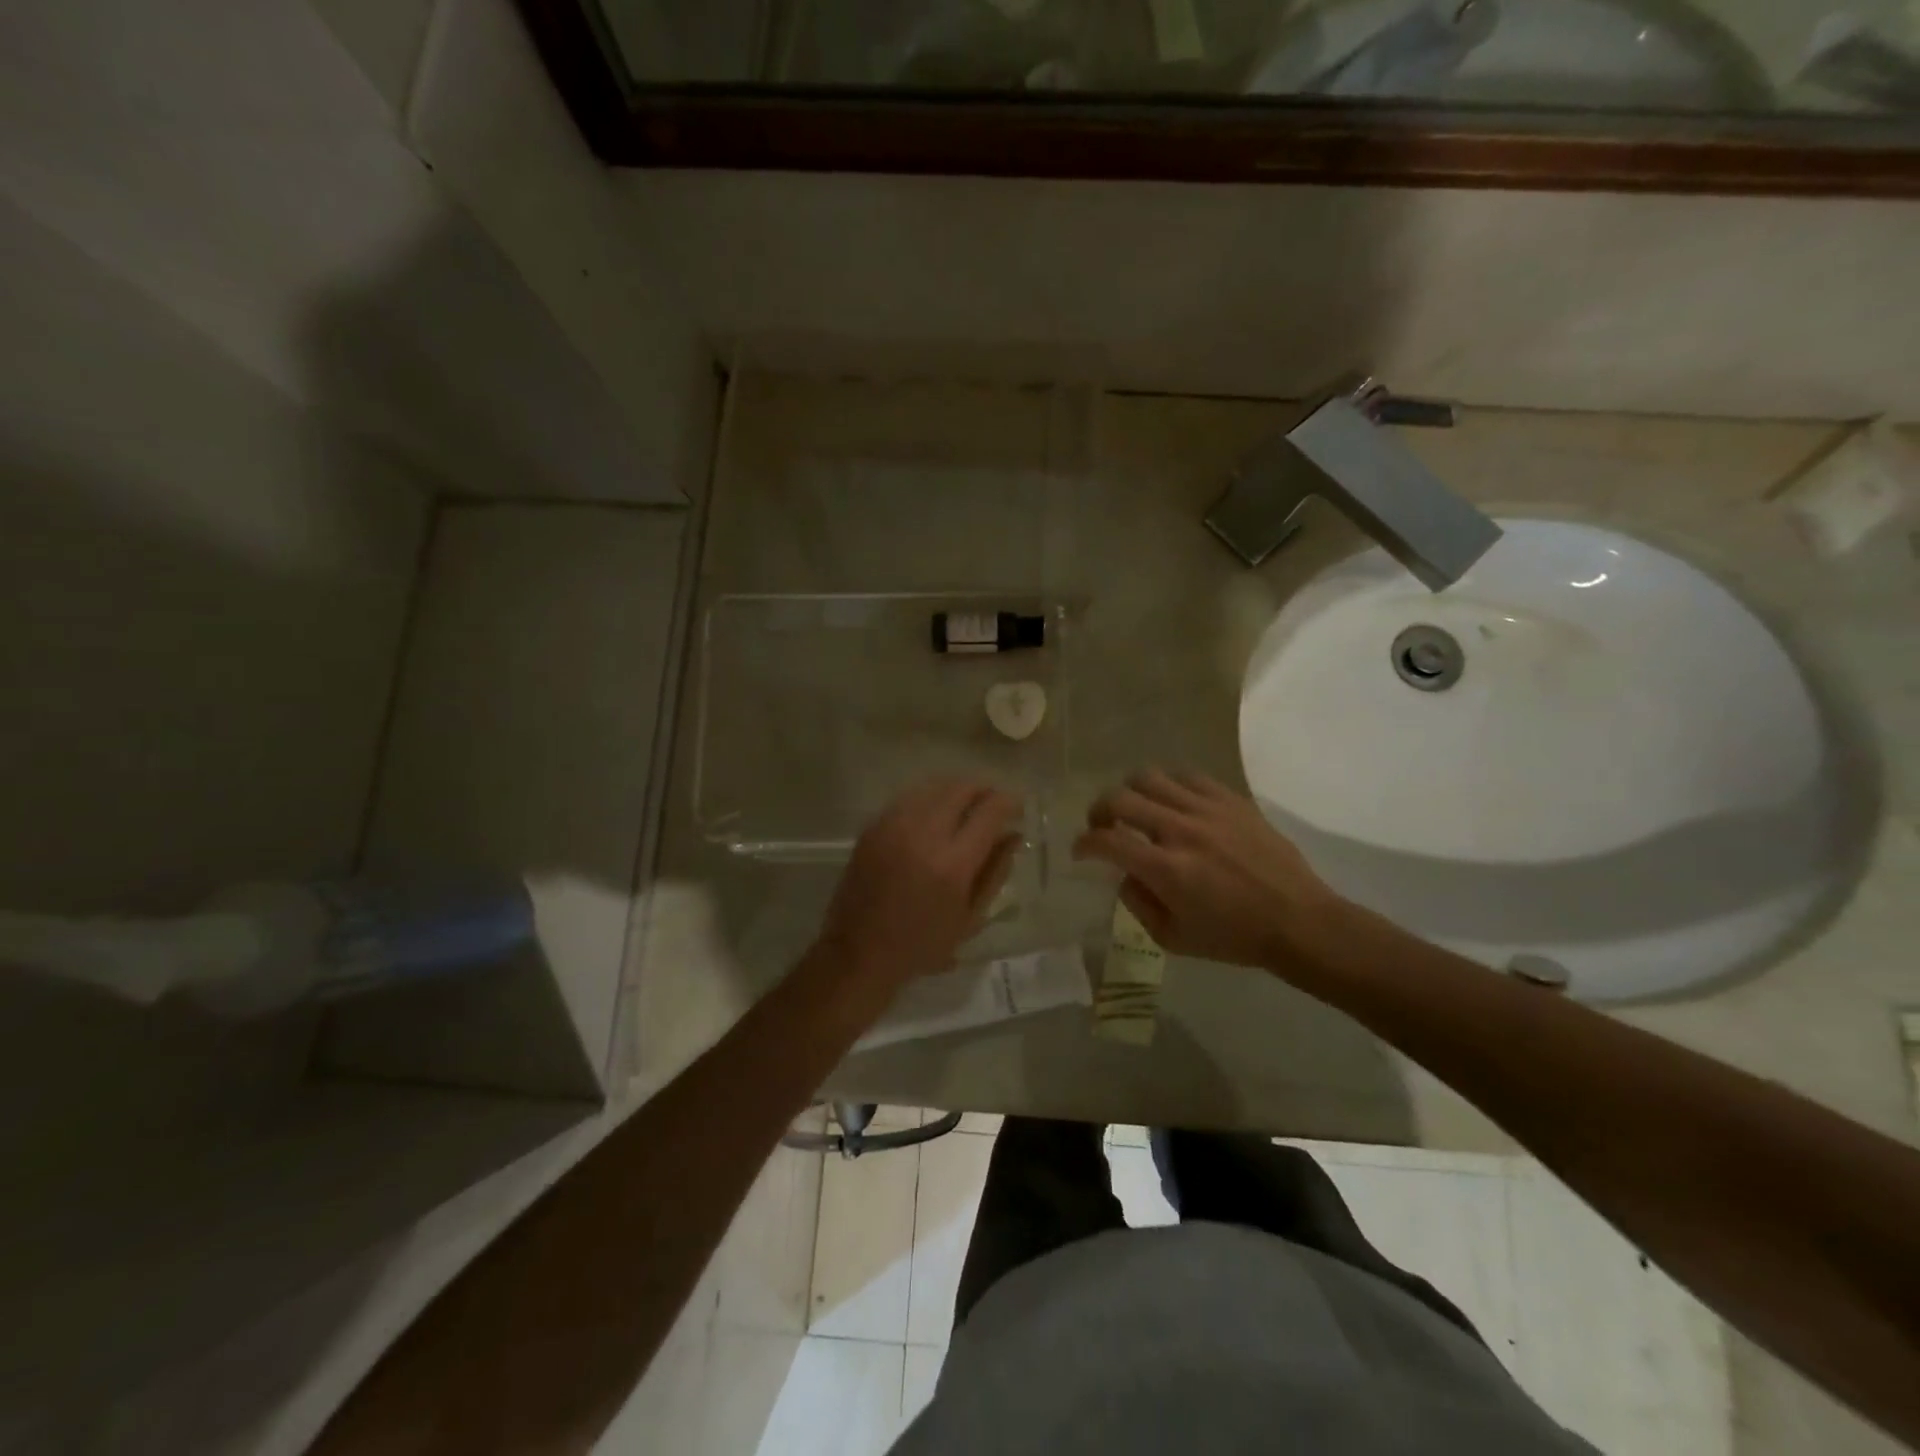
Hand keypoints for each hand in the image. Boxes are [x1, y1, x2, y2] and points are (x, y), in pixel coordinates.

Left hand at [817, 779, 1023, 999]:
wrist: (859, 952)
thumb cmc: (922, 944)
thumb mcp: (971, 918)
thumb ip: (996, 871)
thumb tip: (1013, 834)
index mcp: (953, 863)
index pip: (990, 811)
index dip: (1009, 802)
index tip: (1017, 807)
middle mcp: (924, 834)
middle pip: (961, 788)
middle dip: (984, 790)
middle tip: (993, 804)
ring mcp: (894, 826)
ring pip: (933, 786)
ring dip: (956, 791)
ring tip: (966, 806)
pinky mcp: (873, 827)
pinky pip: (909, 798)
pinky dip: (929, 799)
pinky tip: (934, 815)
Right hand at [1072, 770, 1339, 967]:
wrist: (1299, 921)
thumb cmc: (1235, 938)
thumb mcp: (1173, 939)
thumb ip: (1138, 904)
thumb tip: (1124, 875)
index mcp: (1165, 869)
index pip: (1106, 840)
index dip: (1084, 843)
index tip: (1081, 850)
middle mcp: (1181, 830)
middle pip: (1120, 798)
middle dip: (1099, 811)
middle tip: (1103, 825)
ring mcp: (1207, 809)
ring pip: (1150, 777)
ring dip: (1131, 792)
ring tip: (1136, 808)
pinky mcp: (1231, 799)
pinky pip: (1188, 776)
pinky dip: (1169, 786)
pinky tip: (1173, 802)